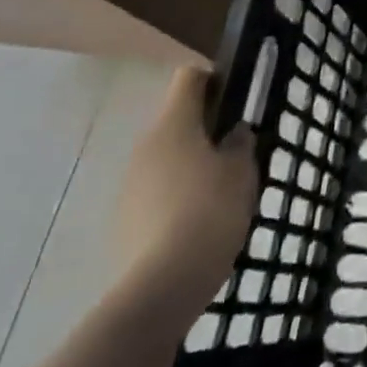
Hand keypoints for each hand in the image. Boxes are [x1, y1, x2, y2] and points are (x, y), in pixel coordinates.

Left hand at [115, 67, 257, 309]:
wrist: (161, 288)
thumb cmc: (210, 212)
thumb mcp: (242, 171)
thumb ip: (240, 144)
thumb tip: (233, 134)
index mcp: (173, 125)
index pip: (190, 78)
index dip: (215, 79)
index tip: (237, 97)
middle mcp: (145, 146)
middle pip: (176, 119)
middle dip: (206, 128)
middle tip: (237, 149)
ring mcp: (129, 185)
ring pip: (166, 158)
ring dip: (191, 164)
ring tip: (221, 191)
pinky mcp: (124, 220)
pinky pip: (156, 192)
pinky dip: (176, 196)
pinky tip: (199, 222)